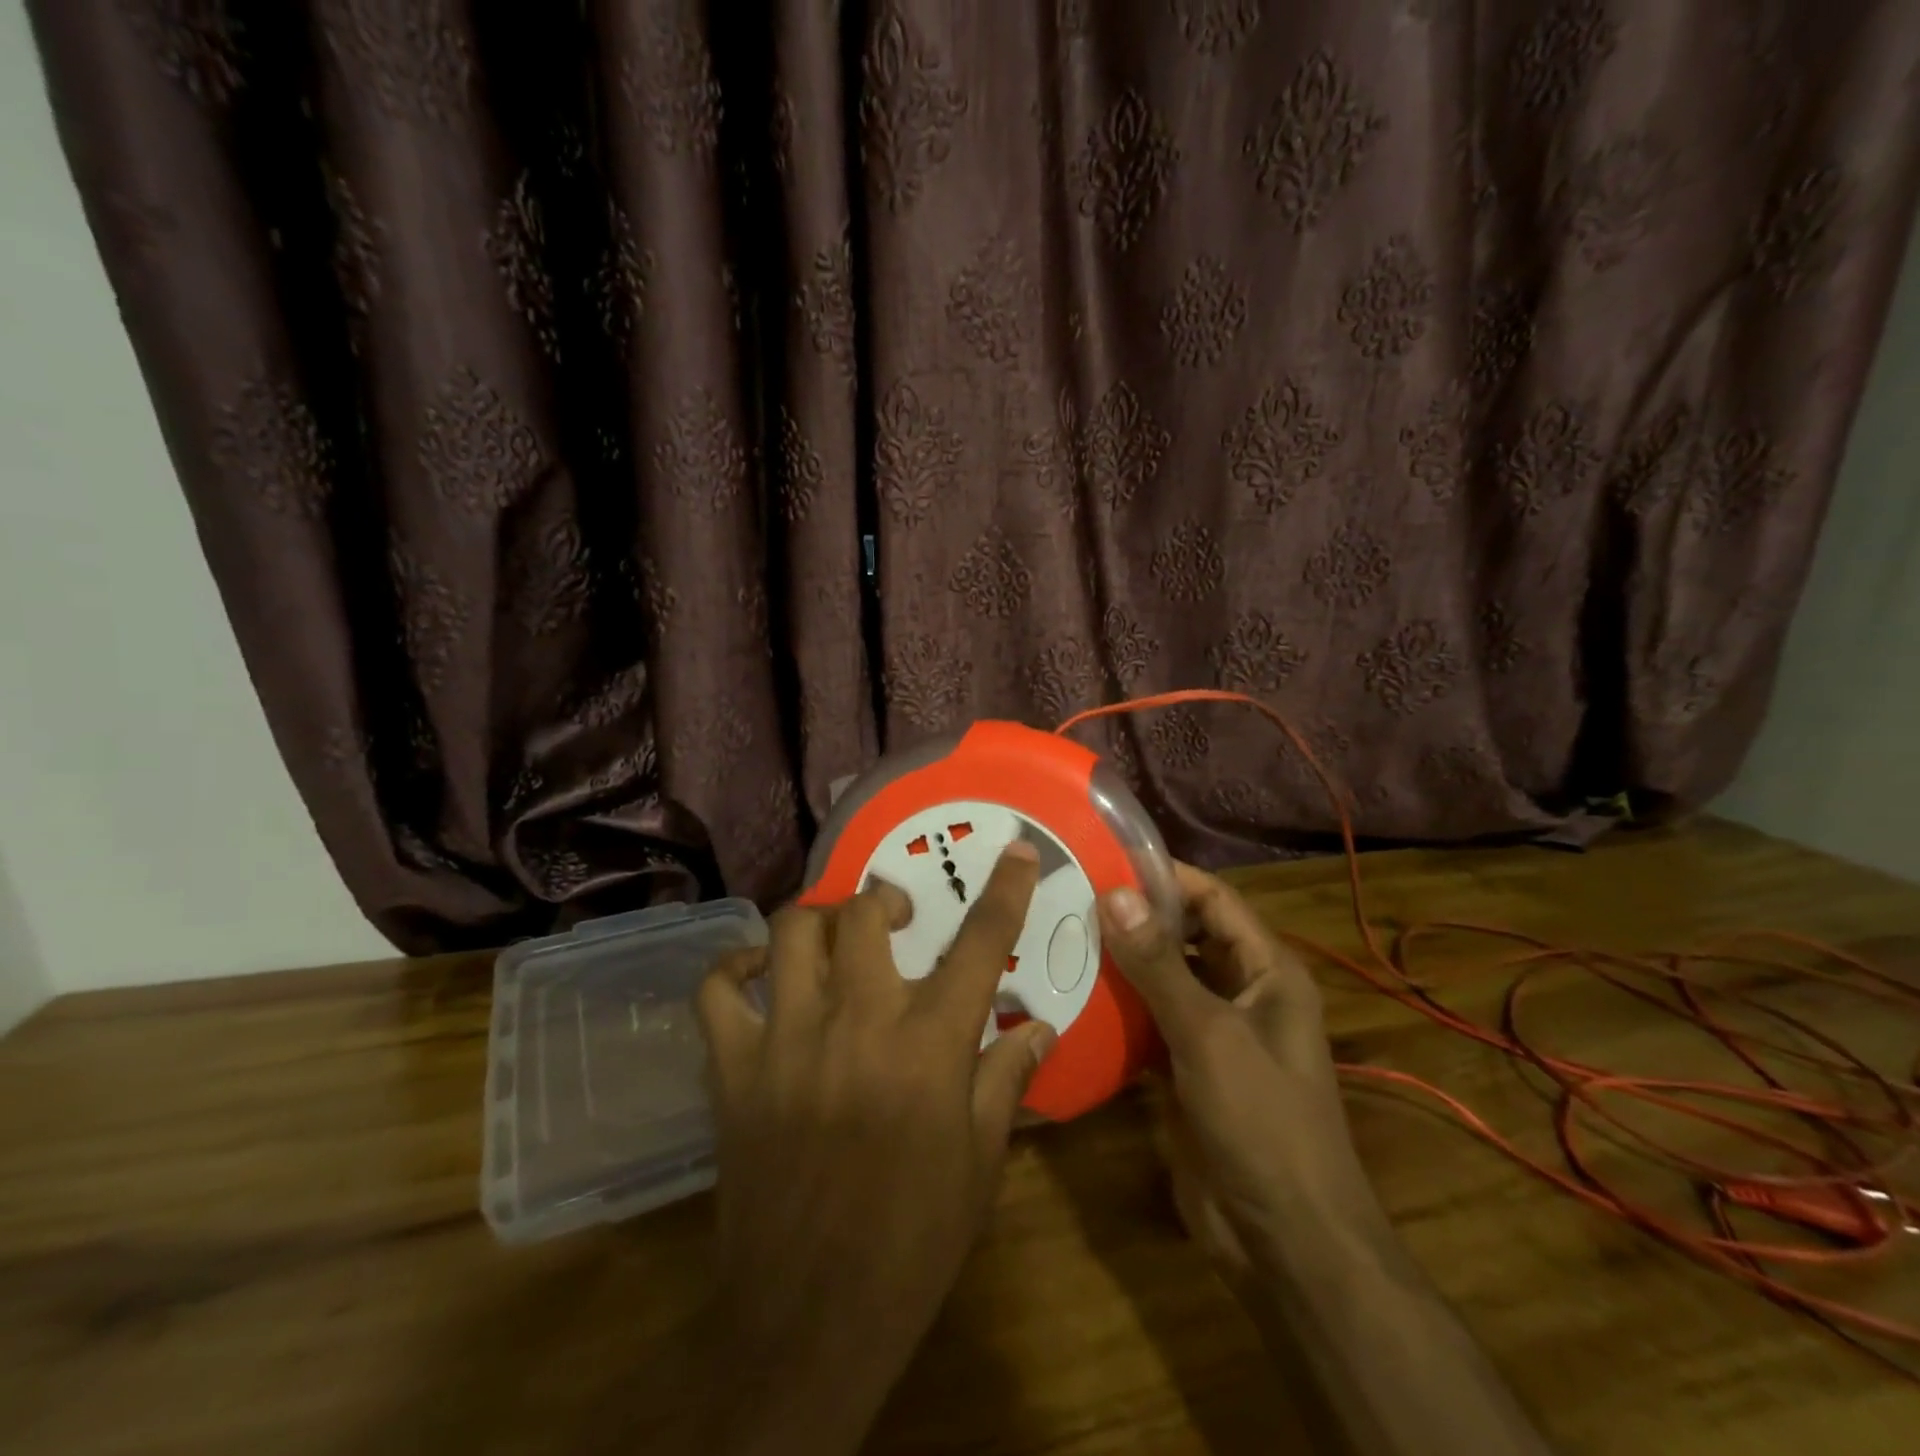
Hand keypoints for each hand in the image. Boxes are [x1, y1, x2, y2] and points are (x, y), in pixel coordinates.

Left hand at [692, 841, 1056, 1455]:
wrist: (809, 1320)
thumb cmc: (912, 1242)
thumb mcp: (980, 1164)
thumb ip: (1006, 1080)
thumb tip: (1039, 1027)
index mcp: (928, 1046)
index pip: (979, 945)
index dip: (1005, 891)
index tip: (1016, 851)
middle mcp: (856, 1024)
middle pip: (863, 916)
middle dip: (885, 900)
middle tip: (896, 918)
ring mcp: (786, 1041)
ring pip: (790, 934)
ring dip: (818, 920)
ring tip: (834, 935)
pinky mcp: (733, 1070)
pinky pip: (717, 991)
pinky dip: (734, 967)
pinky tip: (757, 972)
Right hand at [1097, 863, 1382, 1284]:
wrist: (1284, 1241)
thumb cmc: (1261, 1122)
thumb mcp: (1208, 1034)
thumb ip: (1159, 964)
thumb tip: (1114, 892)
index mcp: (1267, 971)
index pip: (1214, 900)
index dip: (1166, 876)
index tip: (1106, 858)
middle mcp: (1242, 992)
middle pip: (1185, 936)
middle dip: (1135, 917)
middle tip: (1070, 895)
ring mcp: (1212, 1033)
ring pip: (1162, 979)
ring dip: (1120, 961)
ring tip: (1059, 934)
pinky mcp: (1185, 1069)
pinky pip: (1147, 1022)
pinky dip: (1116, 1008)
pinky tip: (1070, 993)